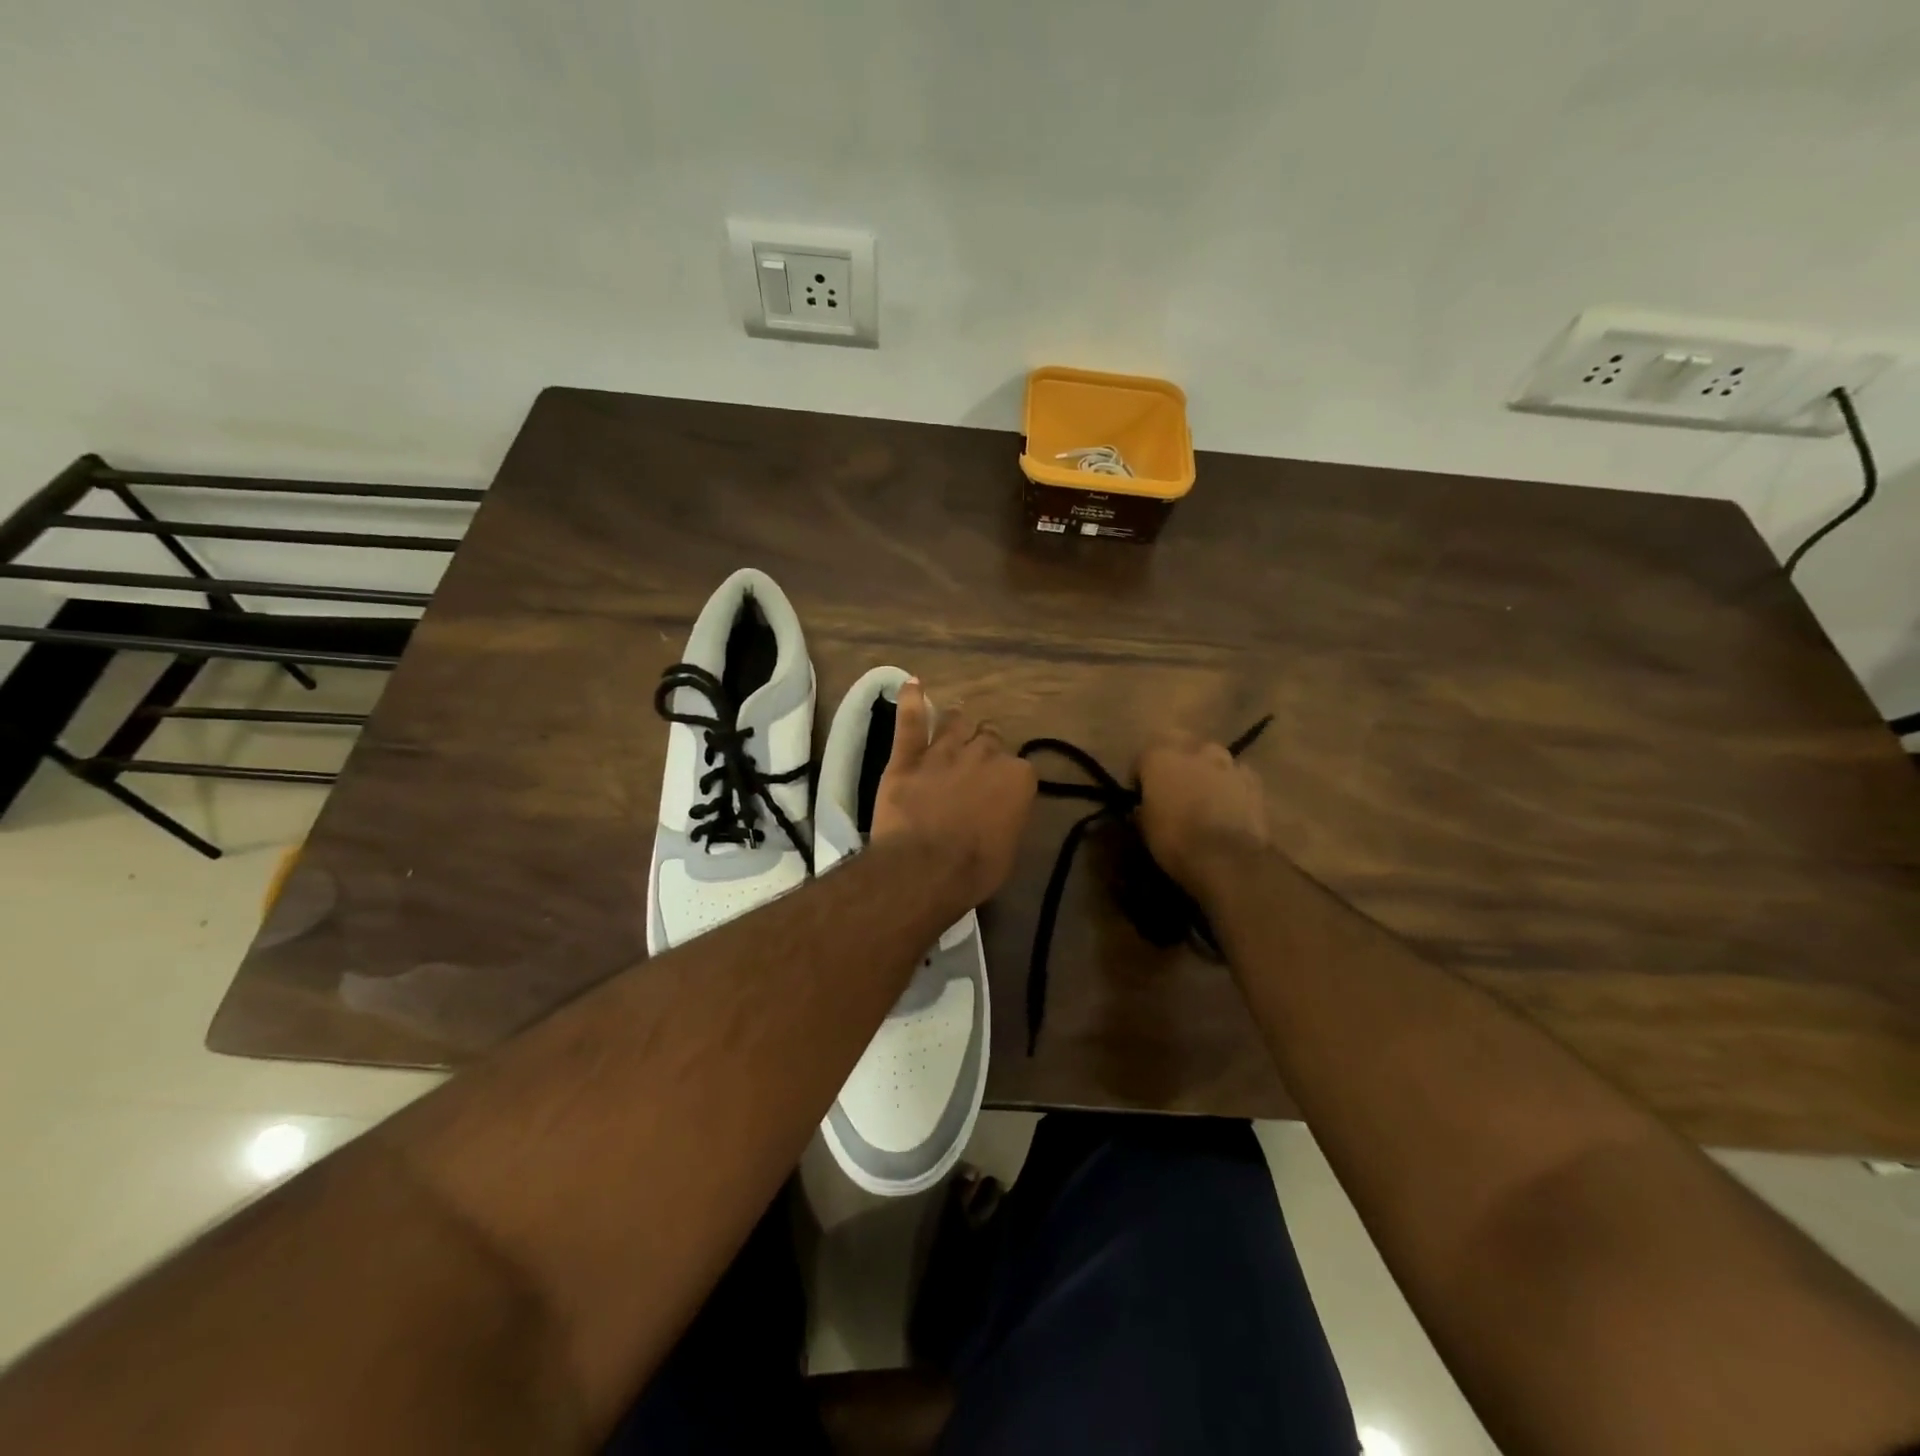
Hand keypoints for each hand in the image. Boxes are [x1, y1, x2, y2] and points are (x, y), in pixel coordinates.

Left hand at [872, 680, 1036, 910]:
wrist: (925, 868)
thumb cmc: (975, 869)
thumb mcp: (1008, 849)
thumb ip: (1008, 817)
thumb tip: (1000, 812)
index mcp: (1018, 778)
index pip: (1019, 768)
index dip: (1008, 779)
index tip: (1000, 792)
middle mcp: (985, 755)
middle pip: (989, 739)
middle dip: (985, 746)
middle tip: (977, 759)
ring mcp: (945, 751)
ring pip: (955, 723)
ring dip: (957, 719)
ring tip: (957, 712)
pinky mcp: (908, 756)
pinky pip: (911, 720)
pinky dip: (911, 699)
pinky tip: (911, 683)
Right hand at [1136, 733, 1269, 896]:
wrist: (1228, 858)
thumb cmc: (1176, 840)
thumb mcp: (1145, 829)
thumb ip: (1143, 810)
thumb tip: (1142, 808)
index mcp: (1160, 758)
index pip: (1143, 757)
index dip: (1140, 777)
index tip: (1140, 795)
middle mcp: (1193, 751)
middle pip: (1180, 745)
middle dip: (1175, 761)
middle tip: (1172, 785)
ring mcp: (1227, 763)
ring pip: (1211, 757)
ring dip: (1204, 770)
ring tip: (1203, 794)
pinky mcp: (1253, 780)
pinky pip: (1236, 775)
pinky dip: (1230, 785)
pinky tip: (1228, 804)